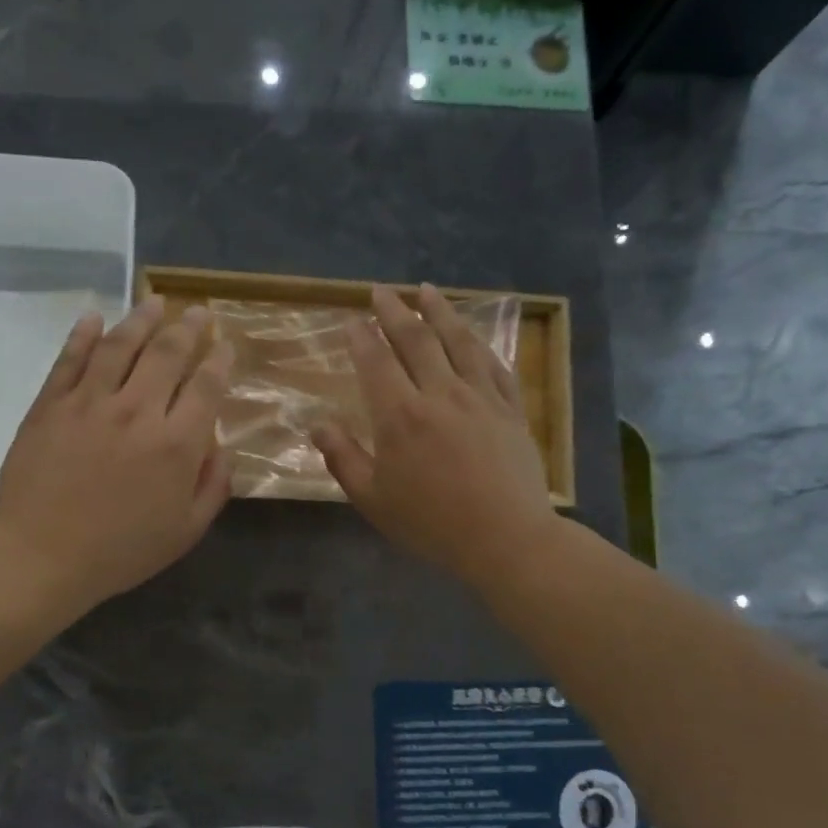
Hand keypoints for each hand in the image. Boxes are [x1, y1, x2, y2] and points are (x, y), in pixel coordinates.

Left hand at [0, 295, 233, 613]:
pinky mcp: (50, 404)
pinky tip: (95, 318)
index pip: (206, 387)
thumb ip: (212, 486)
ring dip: (142, 318)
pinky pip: (70, 359)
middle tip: (199, 312)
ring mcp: (90, 403)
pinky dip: (84, 334)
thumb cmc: (120, 552)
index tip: (226, 344)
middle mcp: (137, 411)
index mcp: (177, 444)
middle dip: (189, 328)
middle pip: (168, 354)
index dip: (220, 360)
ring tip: (155, 301)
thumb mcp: (185, 532)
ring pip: (121, 346)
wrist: (42, 556)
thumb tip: (221, 447)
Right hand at [313, 283, 557, 588]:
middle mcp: (439, 393)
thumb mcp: (373, 498)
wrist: (504, 537)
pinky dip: (479, 343)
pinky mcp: (510, 408)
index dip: (361, 336)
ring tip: (427, 290)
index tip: (352, 319)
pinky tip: (472, 335)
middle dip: (395, 311)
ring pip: (458, 341)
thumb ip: (343, 457)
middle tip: (382, 291)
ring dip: (440, 311)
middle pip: (416, 339)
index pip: (375, 361)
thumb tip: (317, 425)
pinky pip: (494, 364)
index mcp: (400, 416)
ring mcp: (480, 397)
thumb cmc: (430, 523)